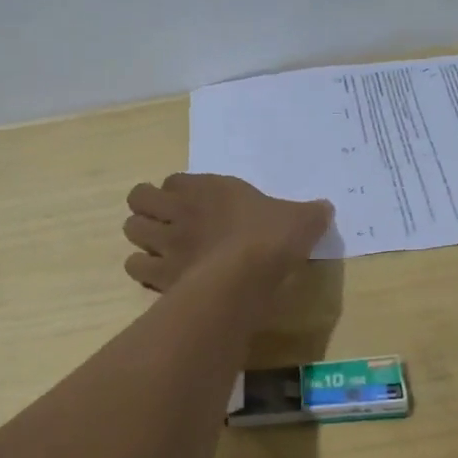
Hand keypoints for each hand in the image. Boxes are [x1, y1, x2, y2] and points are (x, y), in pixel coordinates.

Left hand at [122, 173, 330, 291]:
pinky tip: (159, 276)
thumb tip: (326, 208)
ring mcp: (165, 242)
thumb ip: (310, 213)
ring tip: (157, 247)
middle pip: (139, 198)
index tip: (192, 203)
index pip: (174, 180)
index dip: (178, 191)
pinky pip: (135, 268)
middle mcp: (179, 210)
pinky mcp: (160, 275)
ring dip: (141, 237)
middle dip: (147, 207)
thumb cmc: (272, 238)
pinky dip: (143, 270)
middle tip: (165, 221)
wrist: (248, 273)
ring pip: (131, 230)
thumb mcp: (301, 219)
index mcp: (208, 189)